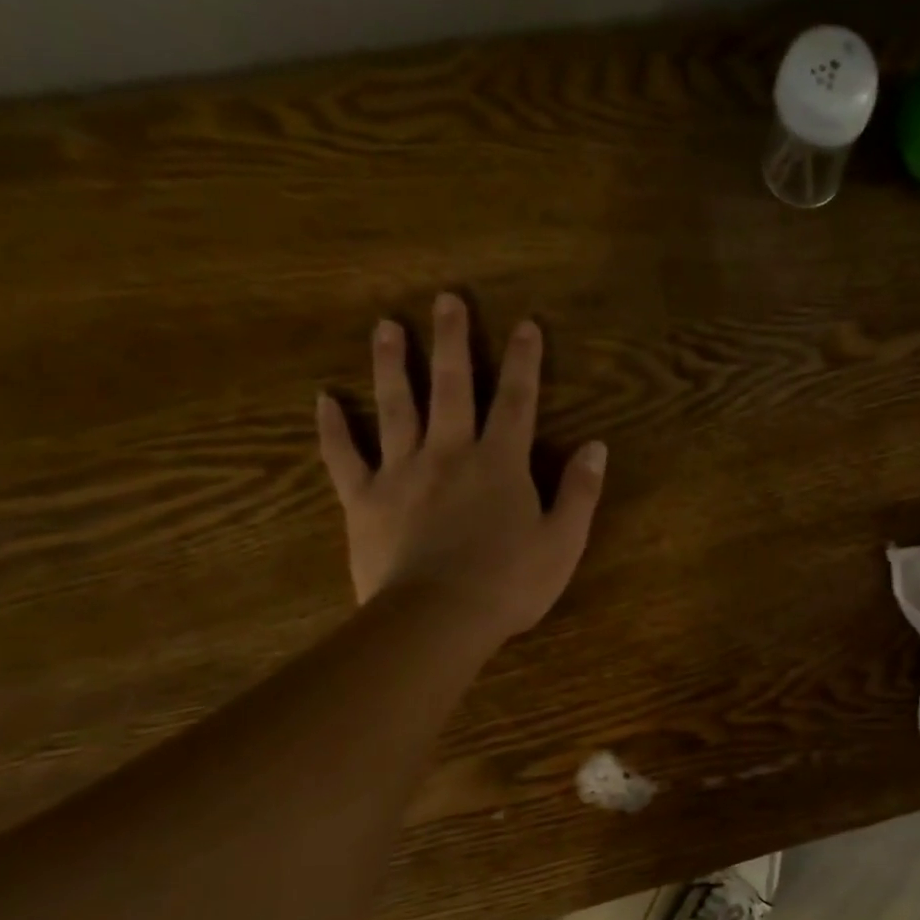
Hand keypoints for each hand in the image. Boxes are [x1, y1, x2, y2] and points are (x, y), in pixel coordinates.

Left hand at [315, 292, 605, 644]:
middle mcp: (450, 453)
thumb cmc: (510, 583)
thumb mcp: (563, 541)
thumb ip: (580, 492)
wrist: (438, 618)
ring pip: (396, 407)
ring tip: (387, 327)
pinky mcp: (365, 499)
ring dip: (392, 364)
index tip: (526, 325)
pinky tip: (324, 400)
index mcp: (501, 463)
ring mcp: (402, 472)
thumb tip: (596, 447)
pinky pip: (344, 457)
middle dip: (452, 342)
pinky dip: (332, 428)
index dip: (524, 362)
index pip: (516, 401)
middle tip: (445, 300)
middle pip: (451, 387)